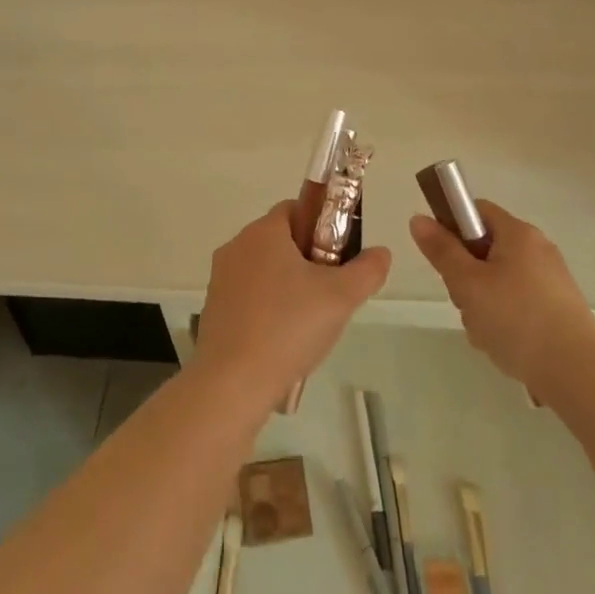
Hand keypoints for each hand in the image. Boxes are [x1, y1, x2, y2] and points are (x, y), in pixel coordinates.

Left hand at [195, 201, 390, 411]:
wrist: (232, 384)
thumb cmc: (288, 327)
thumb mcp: (341, 297)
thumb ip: (367, 270)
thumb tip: (381, 252)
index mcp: (264, 231)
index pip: (297, 209)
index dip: (323, 226)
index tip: (339, 257)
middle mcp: (237, 246)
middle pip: (281, 240)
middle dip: (309, 260)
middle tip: (331, 292)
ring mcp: (220, 279)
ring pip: (265, 270)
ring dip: (289, 287)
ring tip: (310, 322)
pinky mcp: (213, 309)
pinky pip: (249, 297)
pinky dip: (268, 309)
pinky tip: (283, 341)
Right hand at [409, 200, 594, 393]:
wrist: (579, 374)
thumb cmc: (517, 319)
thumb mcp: (468, 284)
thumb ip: (442, 251)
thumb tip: (418, 218)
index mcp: (518, 233)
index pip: (476, 210)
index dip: (452, 227)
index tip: (443, 258)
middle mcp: (538, 249)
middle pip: (486, 249)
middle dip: (467, 277)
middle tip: (465, 303)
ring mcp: (551, 281)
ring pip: (499, 282)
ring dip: (483, 305)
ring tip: (487, 334)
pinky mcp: (559, 310)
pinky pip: (518, 305)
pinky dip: (505, 321)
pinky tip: (505, 347)